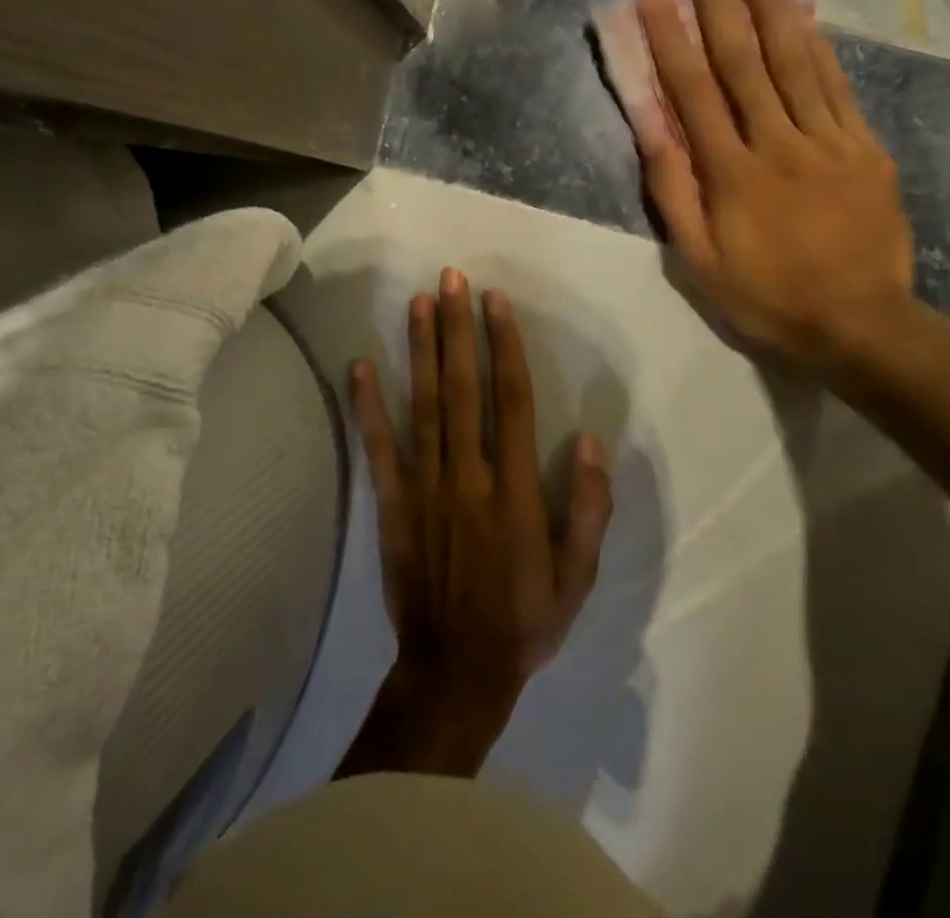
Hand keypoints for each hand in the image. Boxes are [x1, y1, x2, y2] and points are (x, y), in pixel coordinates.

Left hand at [336, 268, 613, 778]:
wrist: (456, 670)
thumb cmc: (525, 618)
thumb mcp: (577, 574)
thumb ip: (589, 507)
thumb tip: (589, 439)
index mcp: (514, 488)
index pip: (511, 399)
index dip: (504, 346)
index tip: (495, 302)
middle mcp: (467, 475)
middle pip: (462, 387)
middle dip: (457, 328)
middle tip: (451, 278)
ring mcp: (424, 487)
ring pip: (423, 405)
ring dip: (420, 350)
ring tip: (417, 303)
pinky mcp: (391, 504)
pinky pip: (379, 447)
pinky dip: (367, 405)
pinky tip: (359, 366)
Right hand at [634, 0, 915, 367]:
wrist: (860, 323)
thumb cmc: (767, 296)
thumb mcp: (699, 261)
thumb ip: (674, 190)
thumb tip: (651, 125)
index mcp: (732, 173)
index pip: (694, 91)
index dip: (671, 38)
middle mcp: (778, 143)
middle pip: (744, 63)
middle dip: (719, 5)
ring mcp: (828, 142)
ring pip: (795, 63)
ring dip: (771, 10)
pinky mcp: (864, 148)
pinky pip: (838, 88)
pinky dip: (818, 49)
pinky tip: (804, 17)